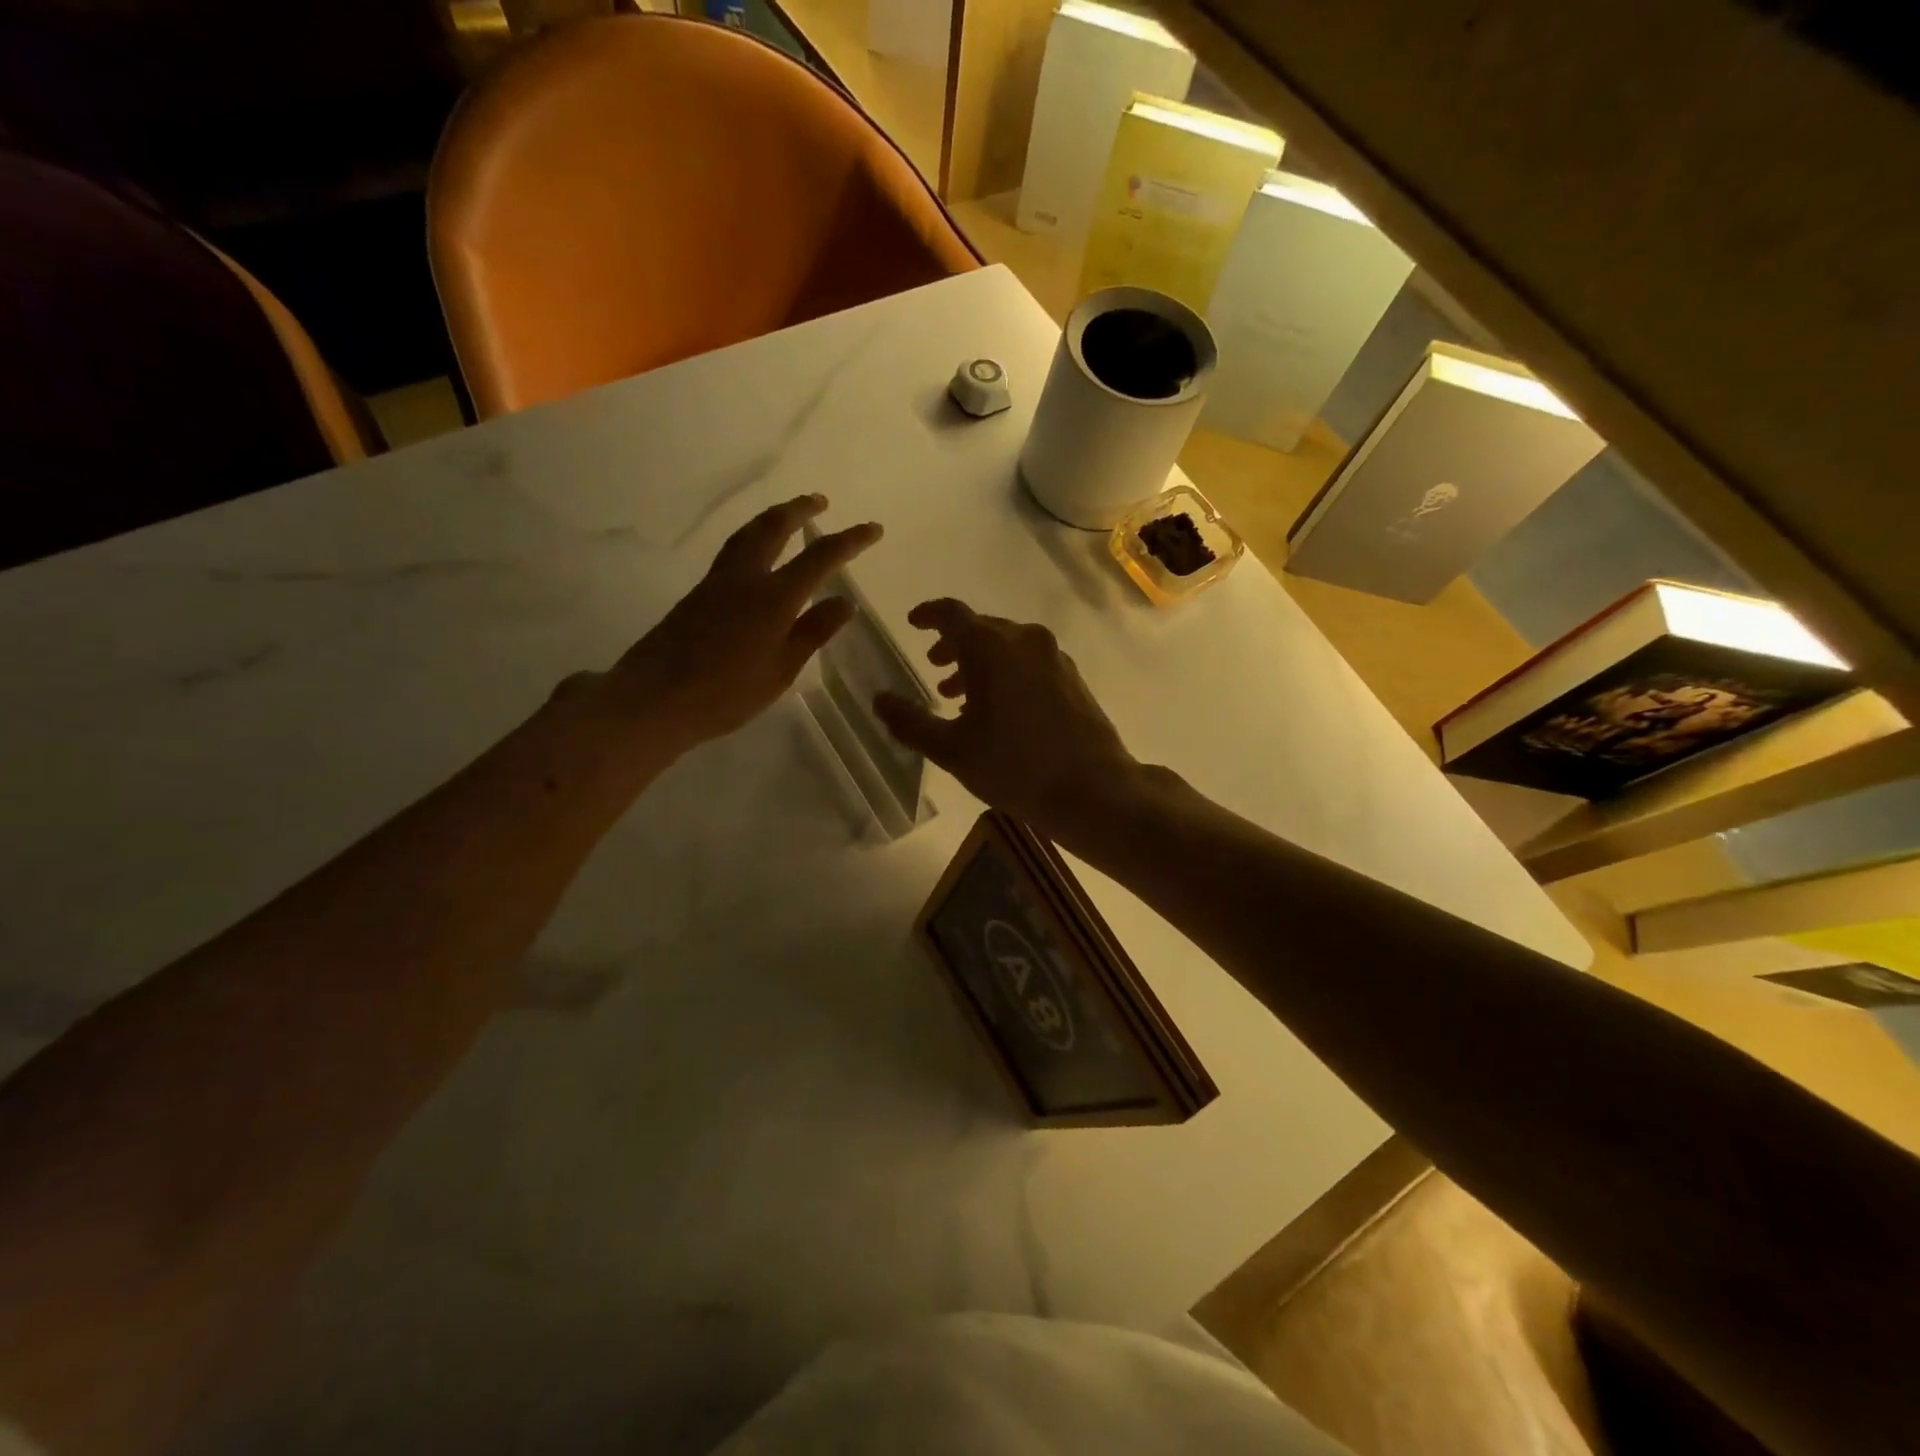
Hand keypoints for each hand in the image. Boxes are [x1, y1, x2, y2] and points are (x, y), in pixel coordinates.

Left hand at [580, 495, 881, 756]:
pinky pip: (732, 551)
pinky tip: (756, 552)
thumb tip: (845, 602)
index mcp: (773, 597)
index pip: (820, 557)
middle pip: (774, 528)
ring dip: (772, 517)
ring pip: (747, 534)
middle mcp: (745, 578)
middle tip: (820, 500)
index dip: (850, 540)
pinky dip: (752, 537)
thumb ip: (813, 632)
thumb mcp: (781, 669)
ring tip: (788, 514)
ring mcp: (717, 582)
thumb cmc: (727, 692)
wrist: (655, 698)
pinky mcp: (698, 594)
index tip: (873, 529)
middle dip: (800, 510)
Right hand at [873, 598, 1138, 840]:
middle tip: (934, 670)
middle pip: (981, 628)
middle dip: (953, 646)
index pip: (951, 614)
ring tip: (960, 696)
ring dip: (979, 662)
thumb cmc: (1014, 767)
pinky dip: (1007, 671)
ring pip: (1007, 645)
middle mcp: (1024, 639)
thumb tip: (878, 700)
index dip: (928, 615)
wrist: (1092, 788)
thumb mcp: (951, 750)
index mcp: (991, 647)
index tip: (913, 624)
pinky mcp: (1072, 677)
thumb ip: (910, 722)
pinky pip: (1029, 661)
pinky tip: (1000, 708)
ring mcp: (1054, 656)